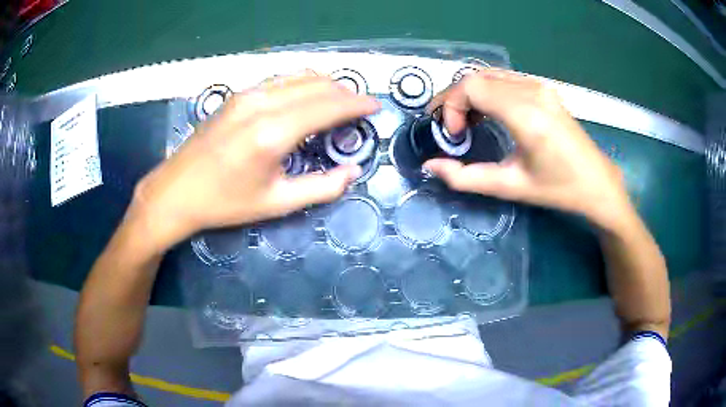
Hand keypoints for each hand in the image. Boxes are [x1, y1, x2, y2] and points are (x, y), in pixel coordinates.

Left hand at [129, 74, 380, 251]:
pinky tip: (307, 97)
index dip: (357, 104)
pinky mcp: (237, 95)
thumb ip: (321, 187)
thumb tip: (353, 172)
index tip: (376, 105)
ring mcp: (247, 94)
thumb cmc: (225, 203)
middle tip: (361, 108)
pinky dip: (303, 84)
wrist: (176, 191)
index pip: (328, 106)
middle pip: (318, 85)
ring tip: (339, 102)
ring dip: (326, 85)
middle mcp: (262, 103)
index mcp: (273, 133)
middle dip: (346, 93)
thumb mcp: (276, 203)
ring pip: (300, 77)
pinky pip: (281, 79)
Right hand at [423, 69, 633, 229]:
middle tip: (451, 128)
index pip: (471, 87)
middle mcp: (532, 90)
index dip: (450, 106)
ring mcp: (539, 86)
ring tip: (467, 122)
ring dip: (470, 94)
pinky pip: (505, 79)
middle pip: (476, 76)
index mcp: (526, 114)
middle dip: (455, 99)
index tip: (453, 135)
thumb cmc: (559, 189)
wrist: (597, 182)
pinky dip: (487, 91)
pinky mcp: (543, 88)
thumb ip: (466, 177)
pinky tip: (489, 114)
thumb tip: (431, 166)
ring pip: (489, 75)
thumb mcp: (511, 186)